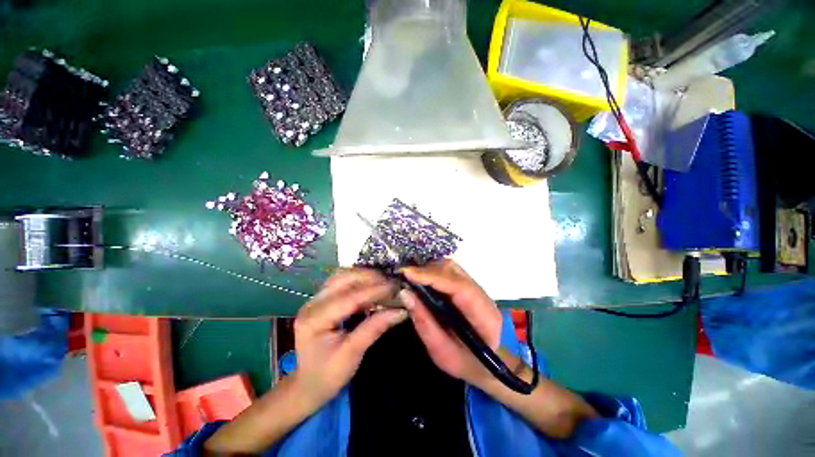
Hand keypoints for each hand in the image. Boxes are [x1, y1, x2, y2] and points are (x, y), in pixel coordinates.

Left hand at [293, 268, 407, 407]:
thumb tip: (401, 310)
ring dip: (364, 275)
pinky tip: (371, 285)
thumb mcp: (353, 354)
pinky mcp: (321, 299)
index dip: (374, 291)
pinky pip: (341, 281)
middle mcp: (312, 304)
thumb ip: (375, 328)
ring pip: (341, 276)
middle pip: (342, 279)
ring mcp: (315, 299)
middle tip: (391, 284)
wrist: (309, 384)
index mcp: (314, 320)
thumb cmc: (329, 374)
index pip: (348, 298)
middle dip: (369, 278)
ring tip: (383, 282)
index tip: (395, 288)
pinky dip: (358, 280)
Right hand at [400, 259, 501, 387]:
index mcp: (483, 314)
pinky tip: (421, 279)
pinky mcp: (468, 287)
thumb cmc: (470, 364)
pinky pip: (449, 272)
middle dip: (427, 269)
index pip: (457, 286)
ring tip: (410, 277)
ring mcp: (476, 287)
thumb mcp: (444, 353)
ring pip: (450, 267)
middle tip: (404, 276)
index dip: (432, 276)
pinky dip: (433, 272)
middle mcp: (481, 294)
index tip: (407, 273)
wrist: (495, 363)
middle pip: (453, 270)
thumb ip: (425, 323)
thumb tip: (405, 294)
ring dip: (429, 269)